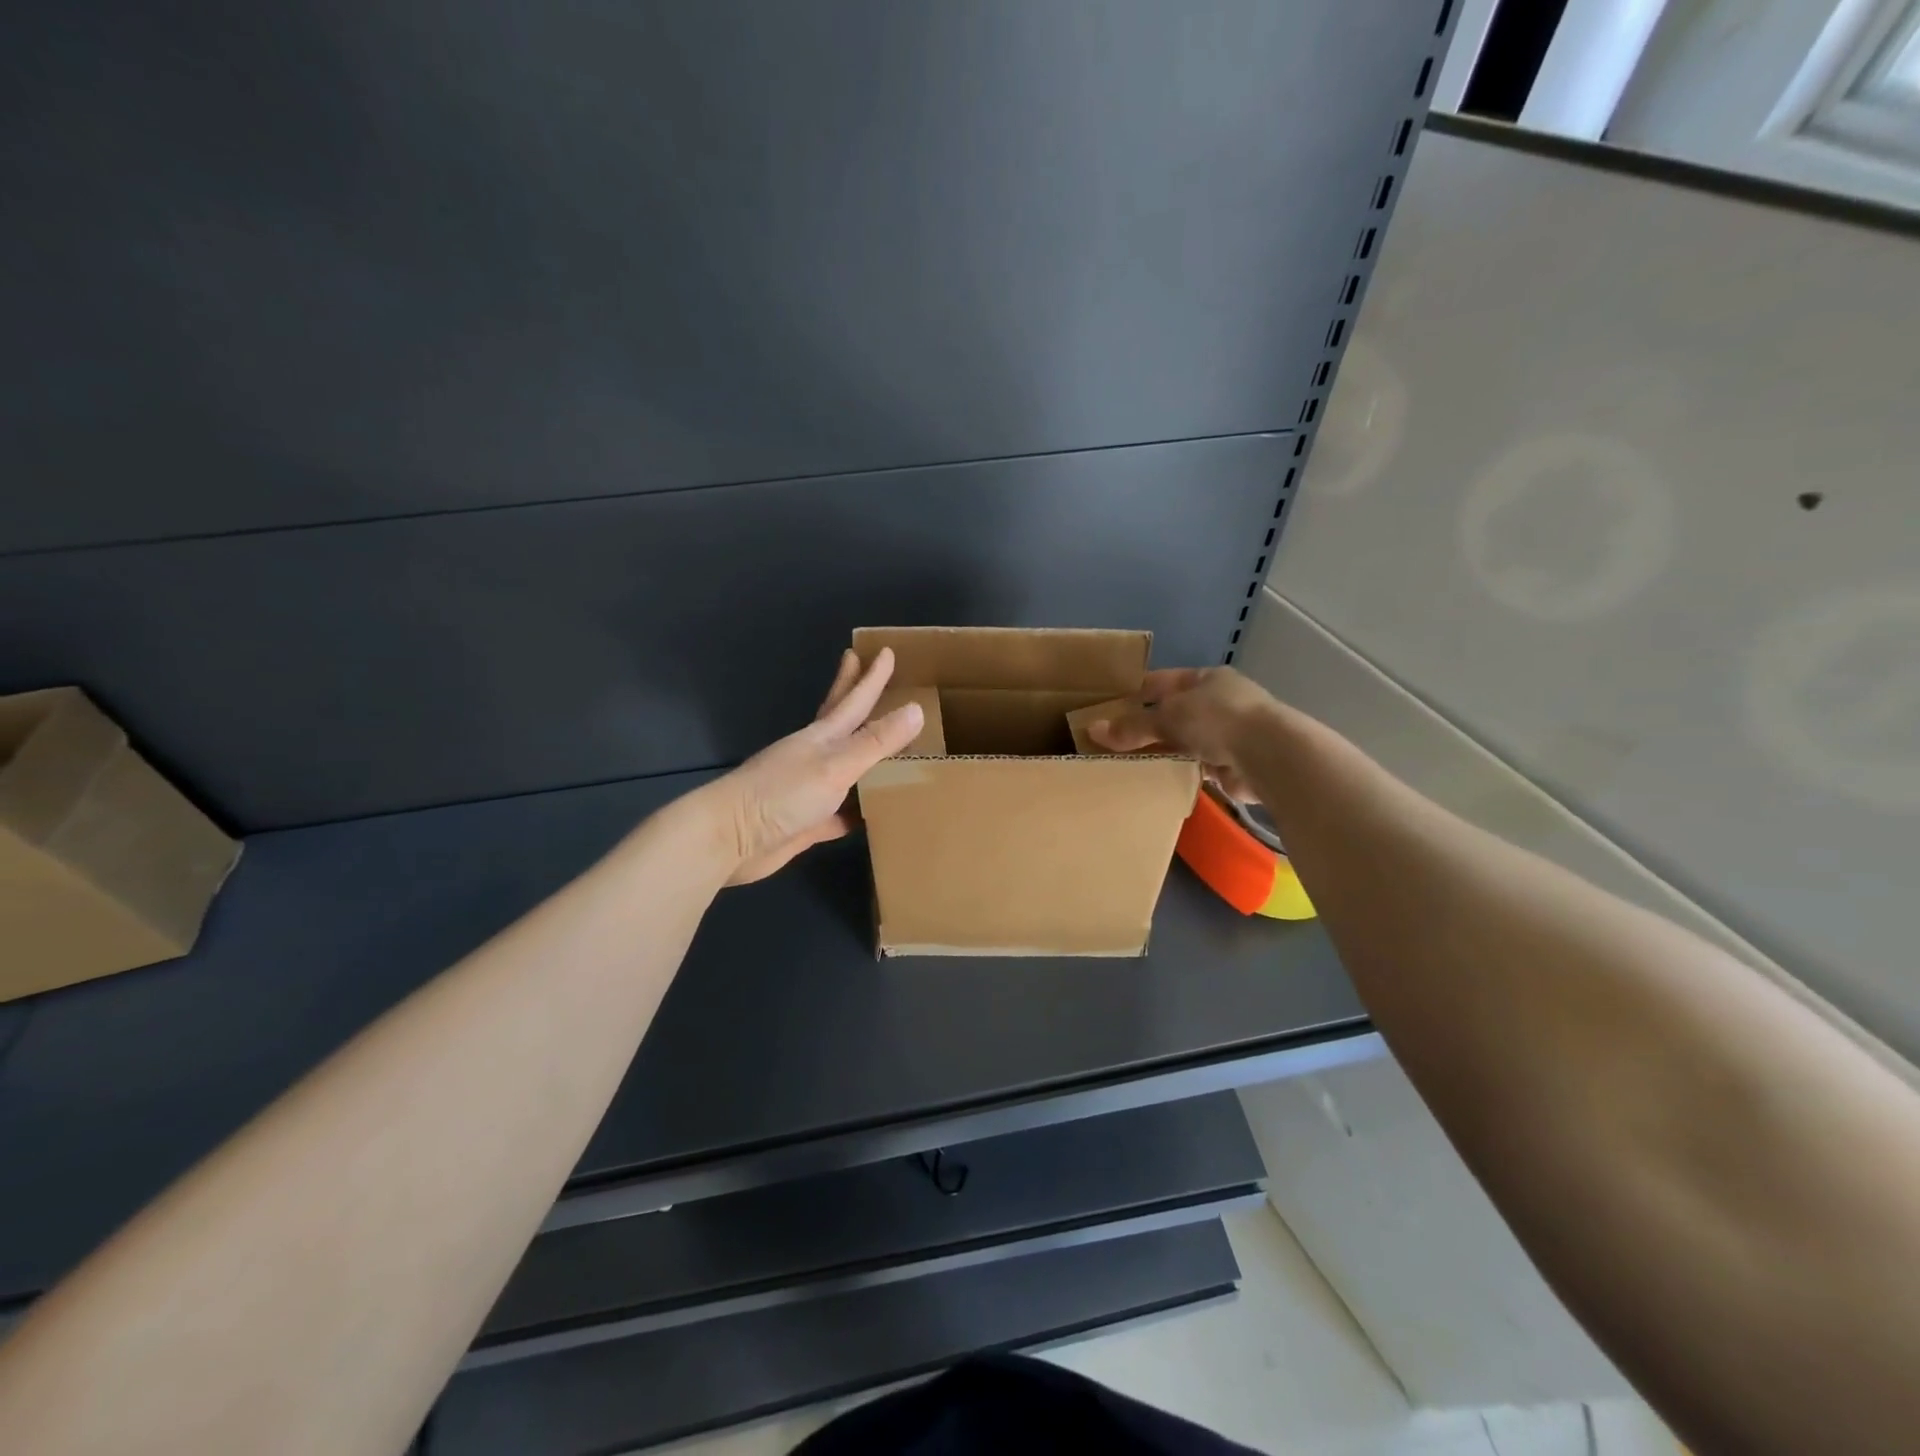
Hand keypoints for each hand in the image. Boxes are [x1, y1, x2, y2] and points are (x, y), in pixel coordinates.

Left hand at [703, 648, 923, 885]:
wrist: (730, 839)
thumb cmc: (782, 794)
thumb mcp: (836, 765)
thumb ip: (876, 742)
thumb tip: (916, 709)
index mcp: (822, 737)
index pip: (854, 699)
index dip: (871, 678)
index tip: (885, 651)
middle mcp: (816, 757)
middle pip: (842, 720)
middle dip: (855, 692)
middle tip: (863, 665)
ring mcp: (810, 789)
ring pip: (846, 766)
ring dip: (865, 754)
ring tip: (885, 743)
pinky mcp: (807, 822)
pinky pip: (841, 813)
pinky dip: (857, 810)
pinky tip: (871, 814)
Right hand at [1088, 667, 1279, 801]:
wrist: (1270, 755)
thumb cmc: (1218, 719)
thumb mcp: (1168, 717)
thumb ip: (1132, 726)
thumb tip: (1092, 730)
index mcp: (1207, 679)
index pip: (1165, 681)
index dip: (1137, 692)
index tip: (1110, 706)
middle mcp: (1221, 702)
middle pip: (1175, 713)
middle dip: (1147, 726)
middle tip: (1113, 741)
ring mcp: (1231, 734)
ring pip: (1186, 741)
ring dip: (1164, 751)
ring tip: (1129, 763)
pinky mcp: (1234, 765)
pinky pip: (1197, 767)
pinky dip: (1179, 771)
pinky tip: (1157, 779)